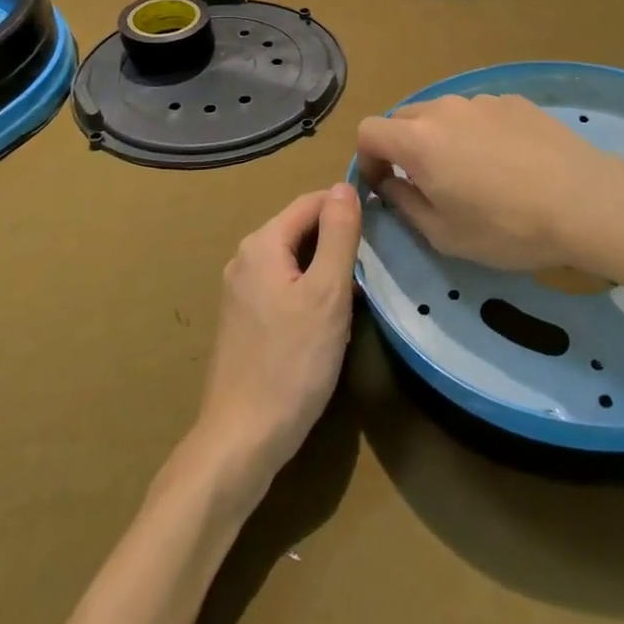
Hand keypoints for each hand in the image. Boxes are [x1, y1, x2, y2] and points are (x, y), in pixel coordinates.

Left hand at [192, 184, 361, 494]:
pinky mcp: (244, 318)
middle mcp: (245, 258)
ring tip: (359, 294)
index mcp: (262, 244)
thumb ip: (339, 234)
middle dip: (339, 241)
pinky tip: (330, 320)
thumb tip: (345, 186)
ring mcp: (241, 290)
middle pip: (302, 229)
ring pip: (296, 259)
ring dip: (328, 269)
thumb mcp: (328, 293)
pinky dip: (311, 291)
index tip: (383, 229)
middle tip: (374, 267)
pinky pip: (284, 285)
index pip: (312, 202)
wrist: (243, 437)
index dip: (348, 208)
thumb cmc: (293, 362)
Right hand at [356, 94, 623, 270]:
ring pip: (443, 114)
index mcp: (418, 140)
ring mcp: (482, 100)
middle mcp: (445, 109)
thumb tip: (390, 185)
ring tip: (472, 173)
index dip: (366, 159)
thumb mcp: (444, 234)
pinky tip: (507, 162)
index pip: (368, 131)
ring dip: (441, 139)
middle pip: (404, 118)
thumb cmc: (506, 227)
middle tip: (425, 183)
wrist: (584, 201)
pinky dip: (476, 132)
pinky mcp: (515, 101)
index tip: (385, 186)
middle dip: (401, 148)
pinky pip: (479, 113)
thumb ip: (405, 204)